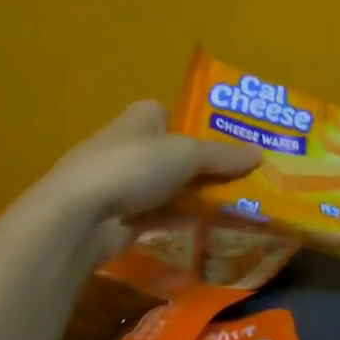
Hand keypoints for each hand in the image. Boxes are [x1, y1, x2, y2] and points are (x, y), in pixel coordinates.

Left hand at [42, 98, 260, 220]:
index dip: (198, 123)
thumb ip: (223, 156)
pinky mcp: (120, 218)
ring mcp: (121, 185)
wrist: (79, 218)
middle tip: (244, 175)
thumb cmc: (132, 167)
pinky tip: (211, 228)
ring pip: (169, 186)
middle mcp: (129, 146)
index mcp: (140, 118)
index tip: (229, 138)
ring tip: (237, 203)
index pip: (171, 112)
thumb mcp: (187, 155)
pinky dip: (182, 219)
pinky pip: (160, 215)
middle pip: (174, 152)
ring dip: (195, 195)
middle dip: (204, 164)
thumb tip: (261, 153)